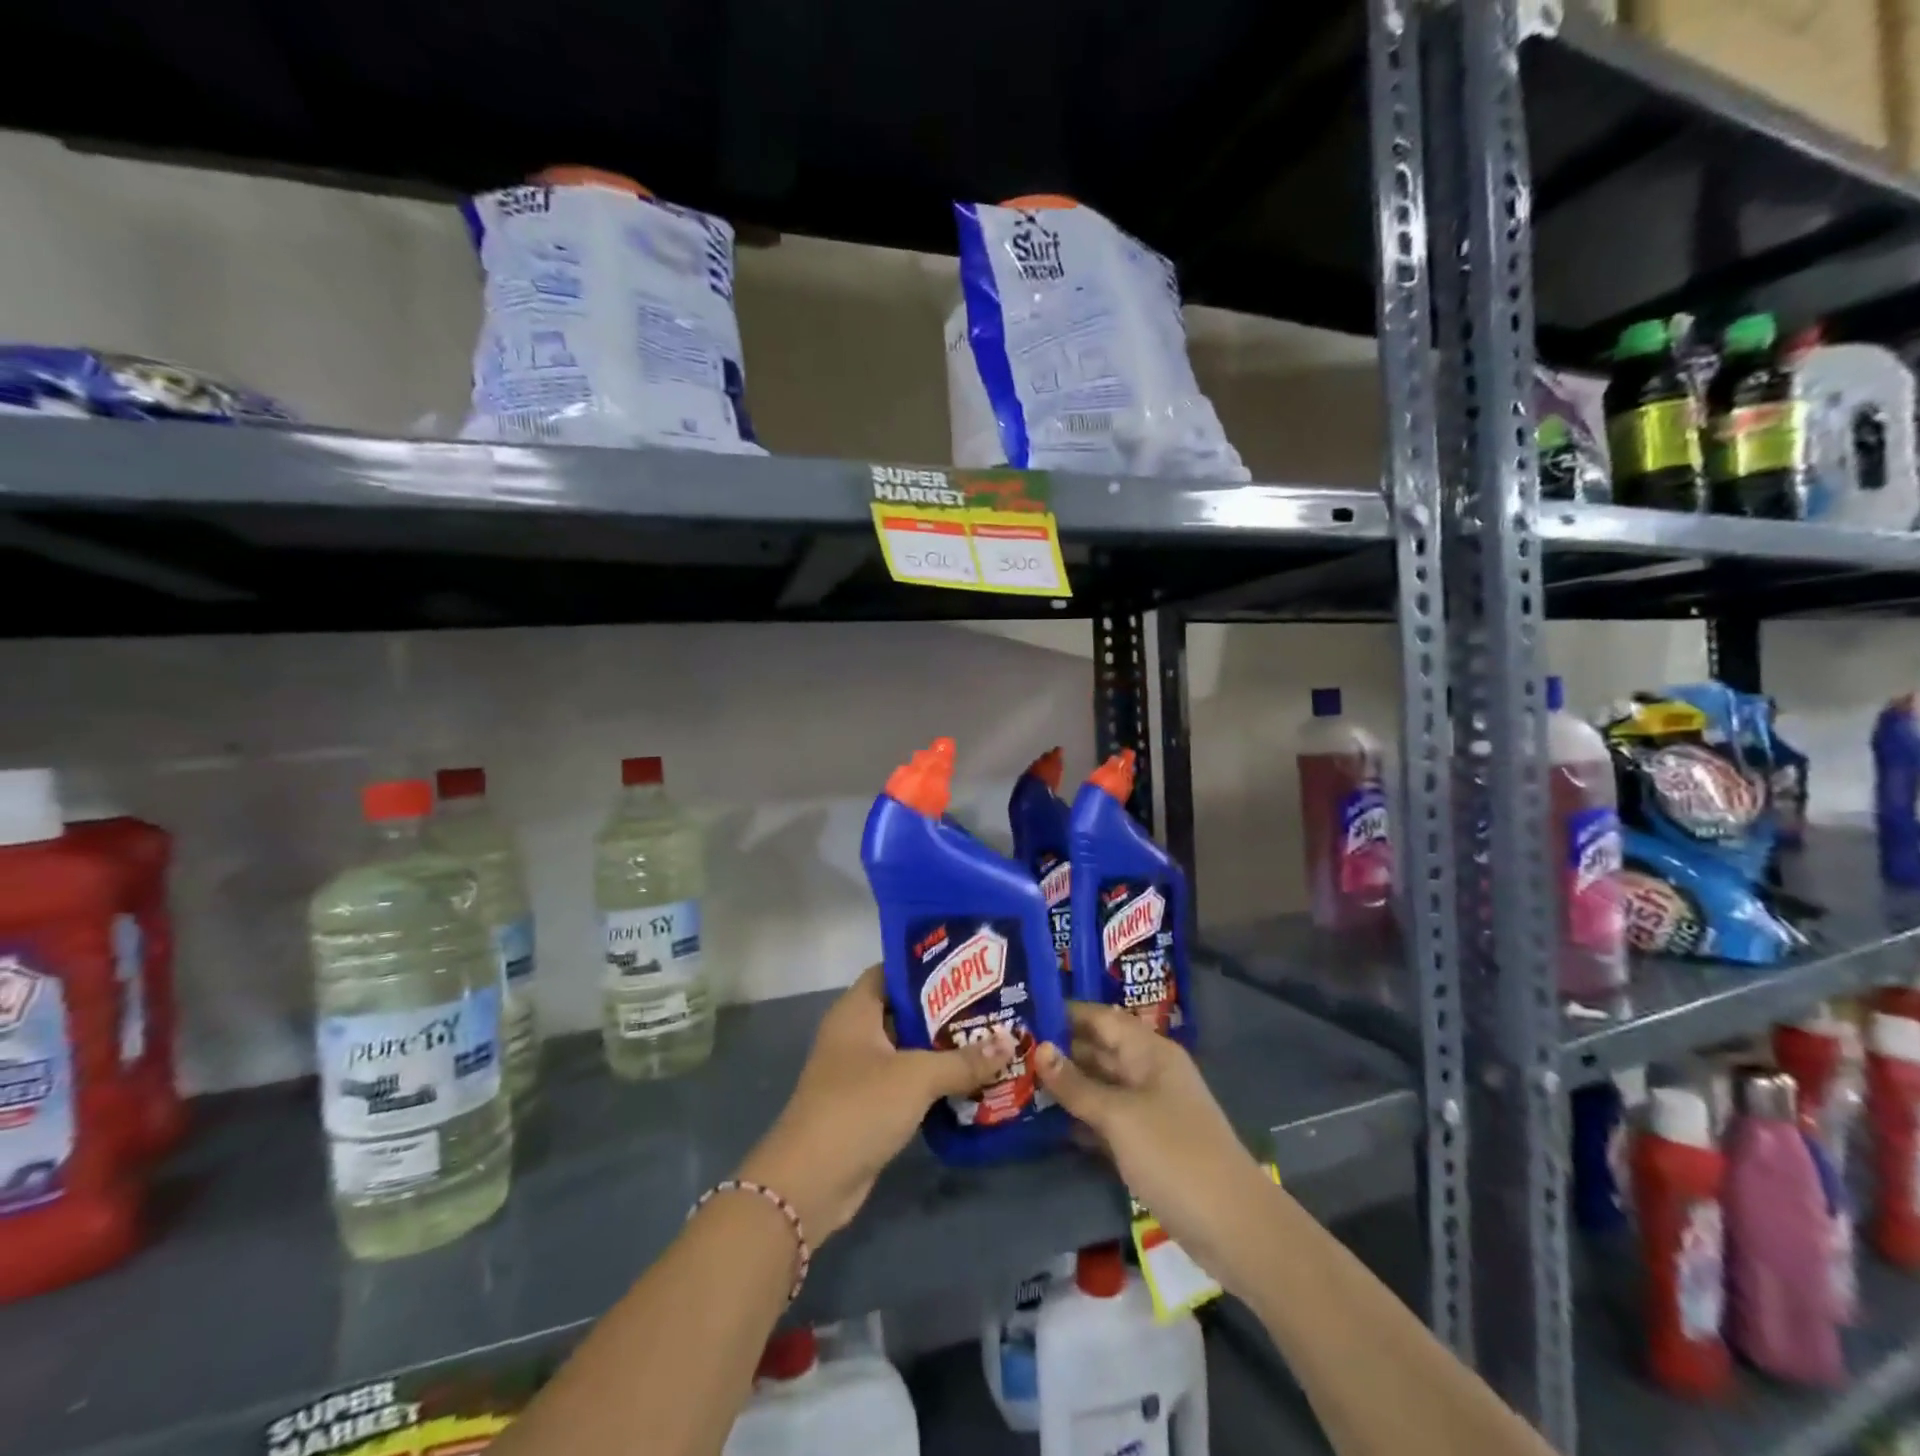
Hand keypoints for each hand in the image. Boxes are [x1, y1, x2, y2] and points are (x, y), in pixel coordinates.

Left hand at [736, 966, 1016, 1239]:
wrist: (810, 1184)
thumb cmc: (858, 1108)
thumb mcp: (916, 1077)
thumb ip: (963, 1060)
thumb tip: (1011, 1041)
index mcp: (856, 1011)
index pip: (892, 971)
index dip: (927, 966)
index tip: (968, 967)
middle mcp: (855, 1034)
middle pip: (904, 1010)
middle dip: (945, 1010)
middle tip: (991, 1003)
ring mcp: (860, 1072)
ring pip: (908, 1048)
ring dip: (943, 1048)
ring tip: (990, 1038)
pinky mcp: (868, 1106)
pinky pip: (907, 1081)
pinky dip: (933, 1080)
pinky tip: (970, 1080)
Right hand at [1035, 1002, 1272, 1289]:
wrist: (1234, 1227)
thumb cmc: (1174, 1155)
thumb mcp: (1119, 1116)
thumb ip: (1076, 1085)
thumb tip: (1039, 1049)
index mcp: (1149, 1051)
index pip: (1100, 1018)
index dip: (1064, 1013)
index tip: (1021, 1011)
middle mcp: (1149, 1071)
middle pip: (1099, 1049)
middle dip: (1059, 1049)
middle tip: (1010, 1049)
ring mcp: (1150, 1109)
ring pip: (1101, 1085)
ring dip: (1066, 1085)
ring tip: (1018, 1080)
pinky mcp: (1148, 1143)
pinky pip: (1107, 1118)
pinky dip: (1081, 1117)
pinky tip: (1047, 1122)